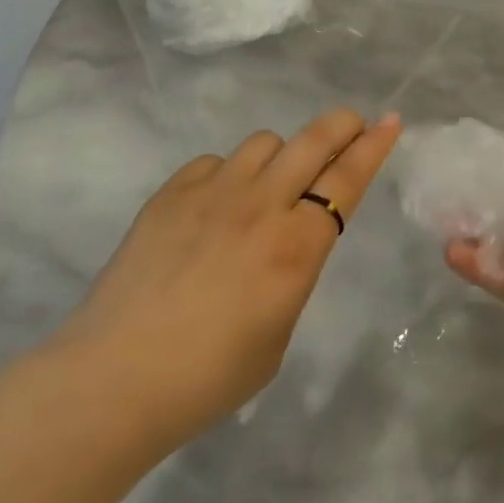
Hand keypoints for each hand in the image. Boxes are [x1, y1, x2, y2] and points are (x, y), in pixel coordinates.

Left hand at [50, 109, 402, 455]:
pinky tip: (213, 207)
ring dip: (279, 156)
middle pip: (314, 140)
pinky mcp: (171, 193)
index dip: (374, 146)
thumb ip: (292, 273)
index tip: (391, 121)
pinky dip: (226, 175)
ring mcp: (213, 191)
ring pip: (264, 142)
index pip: (348, 178)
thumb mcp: (278, 334)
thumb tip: (288, 241)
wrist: (112, 381)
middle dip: (343, 124)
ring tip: (267, 186)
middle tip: (352, 124)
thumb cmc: (207, 378)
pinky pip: (213, 162)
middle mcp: (261, 204)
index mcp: (296, 245)